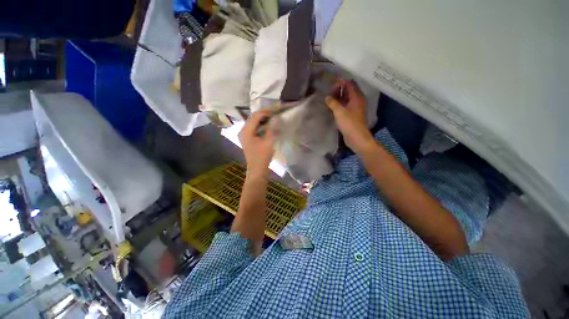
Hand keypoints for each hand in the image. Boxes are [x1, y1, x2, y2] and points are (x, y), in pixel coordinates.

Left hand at [239, 109, 276, 177]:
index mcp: (246, 131)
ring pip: (254, 122)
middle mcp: (243, 130)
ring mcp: (244, 134)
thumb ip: (271, 129)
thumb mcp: (268, 142)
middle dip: (265, 114)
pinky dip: (261, 125)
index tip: (277, 111)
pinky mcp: (248, 138)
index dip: (266, 112)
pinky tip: (268, 125)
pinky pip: (254, 127)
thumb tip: (276, 118)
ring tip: (273, 118)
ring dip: (263, 119)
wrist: (257, 170)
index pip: (256, 116)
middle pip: (254, 117)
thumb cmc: (262, 157)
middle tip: (276, 113)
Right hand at [326, 80, 374, 152]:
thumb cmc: (349, 123)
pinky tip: (333, 107)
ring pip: (348, 99)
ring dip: (340, 97)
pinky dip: (341, 104)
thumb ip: (332, 103)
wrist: (356, 137)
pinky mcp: (353, 115)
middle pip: (349, 91)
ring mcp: (356, 108)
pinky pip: (346, 106)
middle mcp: (358, 101)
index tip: (331, 82)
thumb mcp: (339, 111)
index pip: (350, 84)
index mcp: (357, 97)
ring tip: (329, 98)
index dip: (341, 82)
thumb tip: (327, 97)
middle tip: (329, 90)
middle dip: (340, 89)